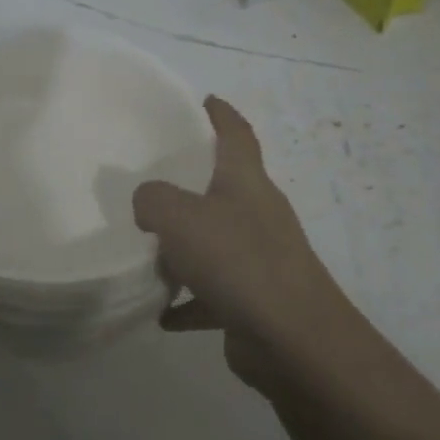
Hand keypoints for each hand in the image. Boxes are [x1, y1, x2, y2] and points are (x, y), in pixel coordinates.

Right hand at [133, 96, 357, 391]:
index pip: (237, 134)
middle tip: (152, 181)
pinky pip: (213, 293)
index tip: (205, 100)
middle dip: (190, 185)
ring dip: (183, 249)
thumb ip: (153, 200)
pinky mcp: (254, 300)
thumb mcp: (180, 217)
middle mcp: (257, 215)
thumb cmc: (238, 261)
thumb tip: (147, 203)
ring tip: (147, 253)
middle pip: (223, 189)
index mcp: (246, 183)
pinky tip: (162, 313)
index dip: (221, 114)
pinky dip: (189, 300)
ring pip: (214, 244)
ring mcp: (259, 259)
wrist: (293, 338)